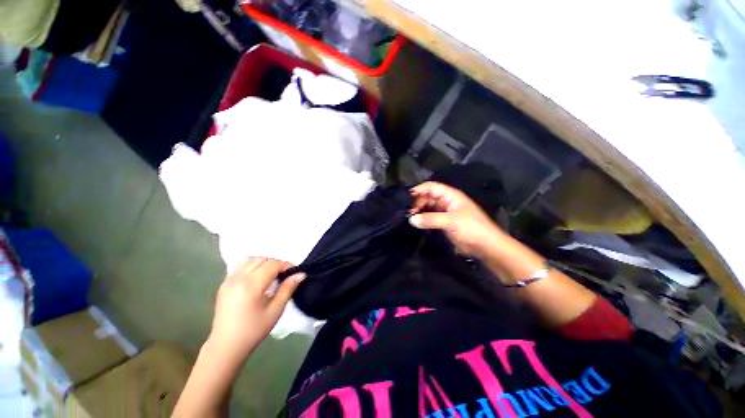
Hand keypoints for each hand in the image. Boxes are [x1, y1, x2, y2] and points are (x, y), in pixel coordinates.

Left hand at [207, 257, 304, 361]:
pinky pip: (240, 267)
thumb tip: (300, 274)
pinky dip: (251, 266)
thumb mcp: (275, 311)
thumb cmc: (253, 330)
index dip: (286, 265)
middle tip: (284, 275)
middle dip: (275, 263)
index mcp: (251, 285)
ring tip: (271, 275)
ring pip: (250, 260)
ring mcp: (229, 280)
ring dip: (263, 263)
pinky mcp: (224, 285)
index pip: (272, 264)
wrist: (226, 346)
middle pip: (261, 259)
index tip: (294, 272)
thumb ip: (288, 289)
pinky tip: (257, 278)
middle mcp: (239, 278)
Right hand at [409, 181, 505, 257]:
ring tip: (409, 218)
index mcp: (450, 195)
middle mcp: (447, 201)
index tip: (405, 198)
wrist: (486, 246)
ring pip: (428, 207)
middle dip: (417, 202)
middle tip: (408, 212)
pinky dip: (423, 219)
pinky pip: (430, 217)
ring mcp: (445, 212)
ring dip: (419, 211)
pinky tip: (416, 223)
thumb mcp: (450, 221)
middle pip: (428, 196)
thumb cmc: (471, 228)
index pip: (431, 187)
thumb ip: (430, 219)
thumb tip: (411, 219)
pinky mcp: (444, 223)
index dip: (419, 190)